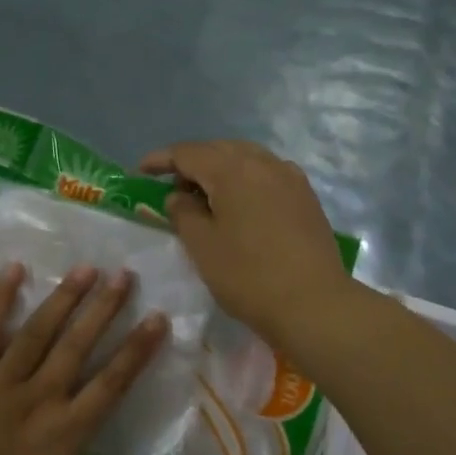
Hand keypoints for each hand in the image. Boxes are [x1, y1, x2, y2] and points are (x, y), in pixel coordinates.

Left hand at [0, 263, 166, 454]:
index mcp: (64, 435)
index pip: (111, 385)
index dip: (137, 351)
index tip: (158, 319)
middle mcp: (39, 400)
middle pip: (78, 346)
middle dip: (104, 308)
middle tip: (125, 274)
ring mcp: (0, 383)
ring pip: (39, 331)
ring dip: (64, 297)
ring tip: (86, 267)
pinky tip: (15, 269)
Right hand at [140, 140, 353, 350]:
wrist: (315, 304)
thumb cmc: (248, 275)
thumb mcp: (202, 245)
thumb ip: (183, 212)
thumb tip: (180, 195)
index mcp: (232, 169)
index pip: (187, 153)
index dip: (161, 160)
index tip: (140, 171)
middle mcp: (262, 162)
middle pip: (218, 150)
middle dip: (191, 163)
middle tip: (172, 187)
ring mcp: (289, 177)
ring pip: (245, 159)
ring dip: (220, 169)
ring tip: (206, 195)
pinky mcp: (305, 196)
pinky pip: (267, 174)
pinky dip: (246, 180)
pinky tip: (242, 203)